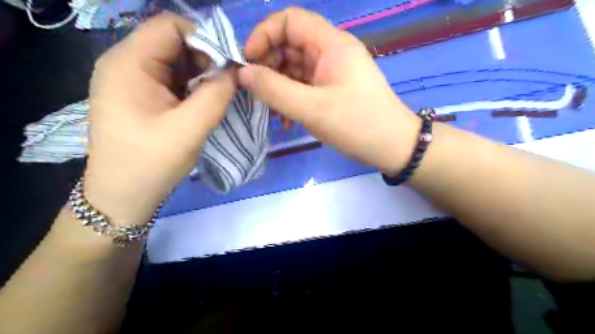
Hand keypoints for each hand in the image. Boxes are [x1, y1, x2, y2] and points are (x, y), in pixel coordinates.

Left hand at [85, 14, 236, 225]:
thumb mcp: (190, 128)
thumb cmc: (151, 163)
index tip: (229, 66)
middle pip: (174, 42)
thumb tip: (235, 70)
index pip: (170, 26)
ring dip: (201, 76)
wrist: (124, 195)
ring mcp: (132, 80)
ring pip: (176, 62)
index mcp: (128, 63)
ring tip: (217, 98)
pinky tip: (202, 105)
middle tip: (226, 86)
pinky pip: (172, 79)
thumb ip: (216, 95)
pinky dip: (192, 87)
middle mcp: (126, 63)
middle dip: (205, 60)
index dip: (205, 39)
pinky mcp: (141, 95)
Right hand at [238, 8, 416, 173]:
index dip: (264, 35)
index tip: (248, 62)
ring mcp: (333, 71)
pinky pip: (305, 85)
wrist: (392, 146)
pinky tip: (286, 119)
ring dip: (279, 86)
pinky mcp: (333, 89)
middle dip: (269, 65)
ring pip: (296, 68)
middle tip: (256, 91)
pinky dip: (292, 97)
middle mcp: (332, 52)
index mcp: (331, 44)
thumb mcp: (312, 108)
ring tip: (270, 110)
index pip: (290, 20)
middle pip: (290, 44)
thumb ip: (274, 90)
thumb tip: (243, 74)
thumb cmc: (357, 124)